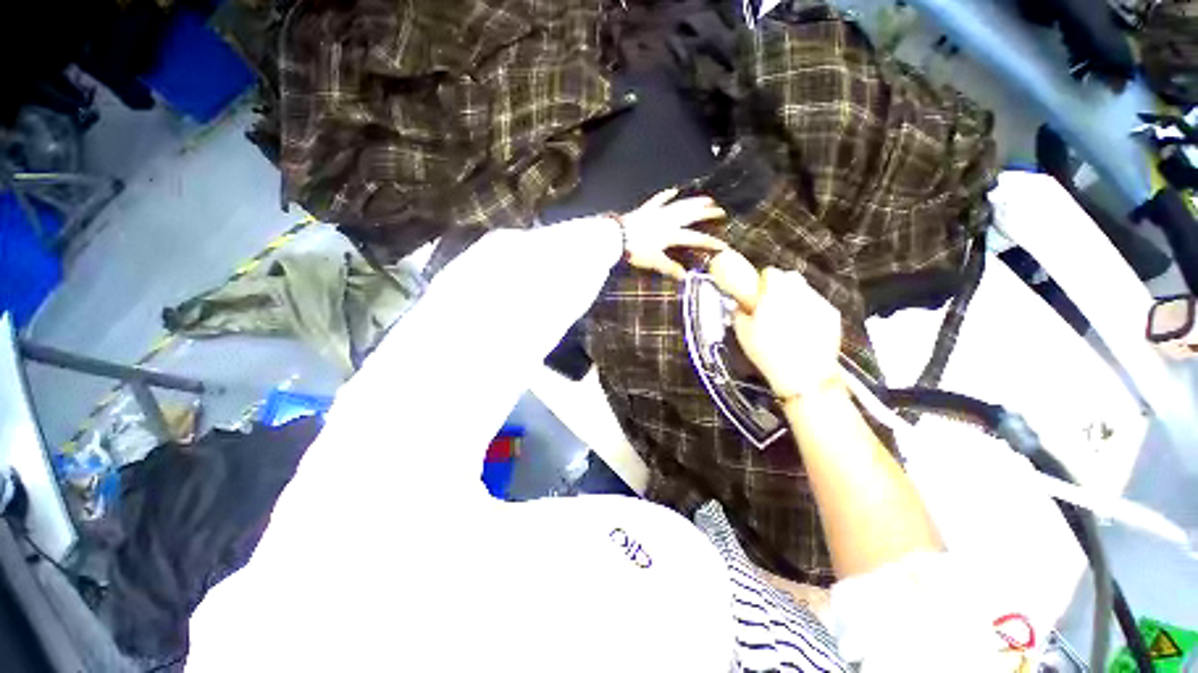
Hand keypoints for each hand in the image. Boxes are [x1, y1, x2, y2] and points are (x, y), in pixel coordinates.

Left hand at [619, 188, 727, 279]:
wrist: (617, 237)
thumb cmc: (636, 251)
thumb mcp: (654, 262)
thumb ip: (670, 268)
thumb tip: (685, 276)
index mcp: (672, 234)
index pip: (695, 239)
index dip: (710, 242)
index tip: (723, 246)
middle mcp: (669, 221)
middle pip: (692, 216)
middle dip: (707, 214)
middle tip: (720, 211)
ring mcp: (658, 213)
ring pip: (680, 205)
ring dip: (694, 202)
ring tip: (706, 199)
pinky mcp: (647, 210)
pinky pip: (658, 200)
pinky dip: (666, 196)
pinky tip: (673, 190)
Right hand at [713, 259, 842, 398]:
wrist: (804, 376)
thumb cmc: (768, 353)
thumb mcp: (743, 333)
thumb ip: (739, 312)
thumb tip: (740, 305)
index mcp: (775, 292)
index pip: (769, 272)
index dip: (761, 283)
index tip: (757, 296)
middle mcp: (799, 291)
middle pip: (789, 277)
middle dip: (779, 287)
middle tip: (771, 307)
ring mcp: (819, 302)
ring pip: (804, 290)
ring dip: (794, 297)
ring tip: (788, 319)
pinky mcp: (833, 315)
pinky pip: (817, 304)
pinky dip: (809, 310)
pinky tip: (803, 329)